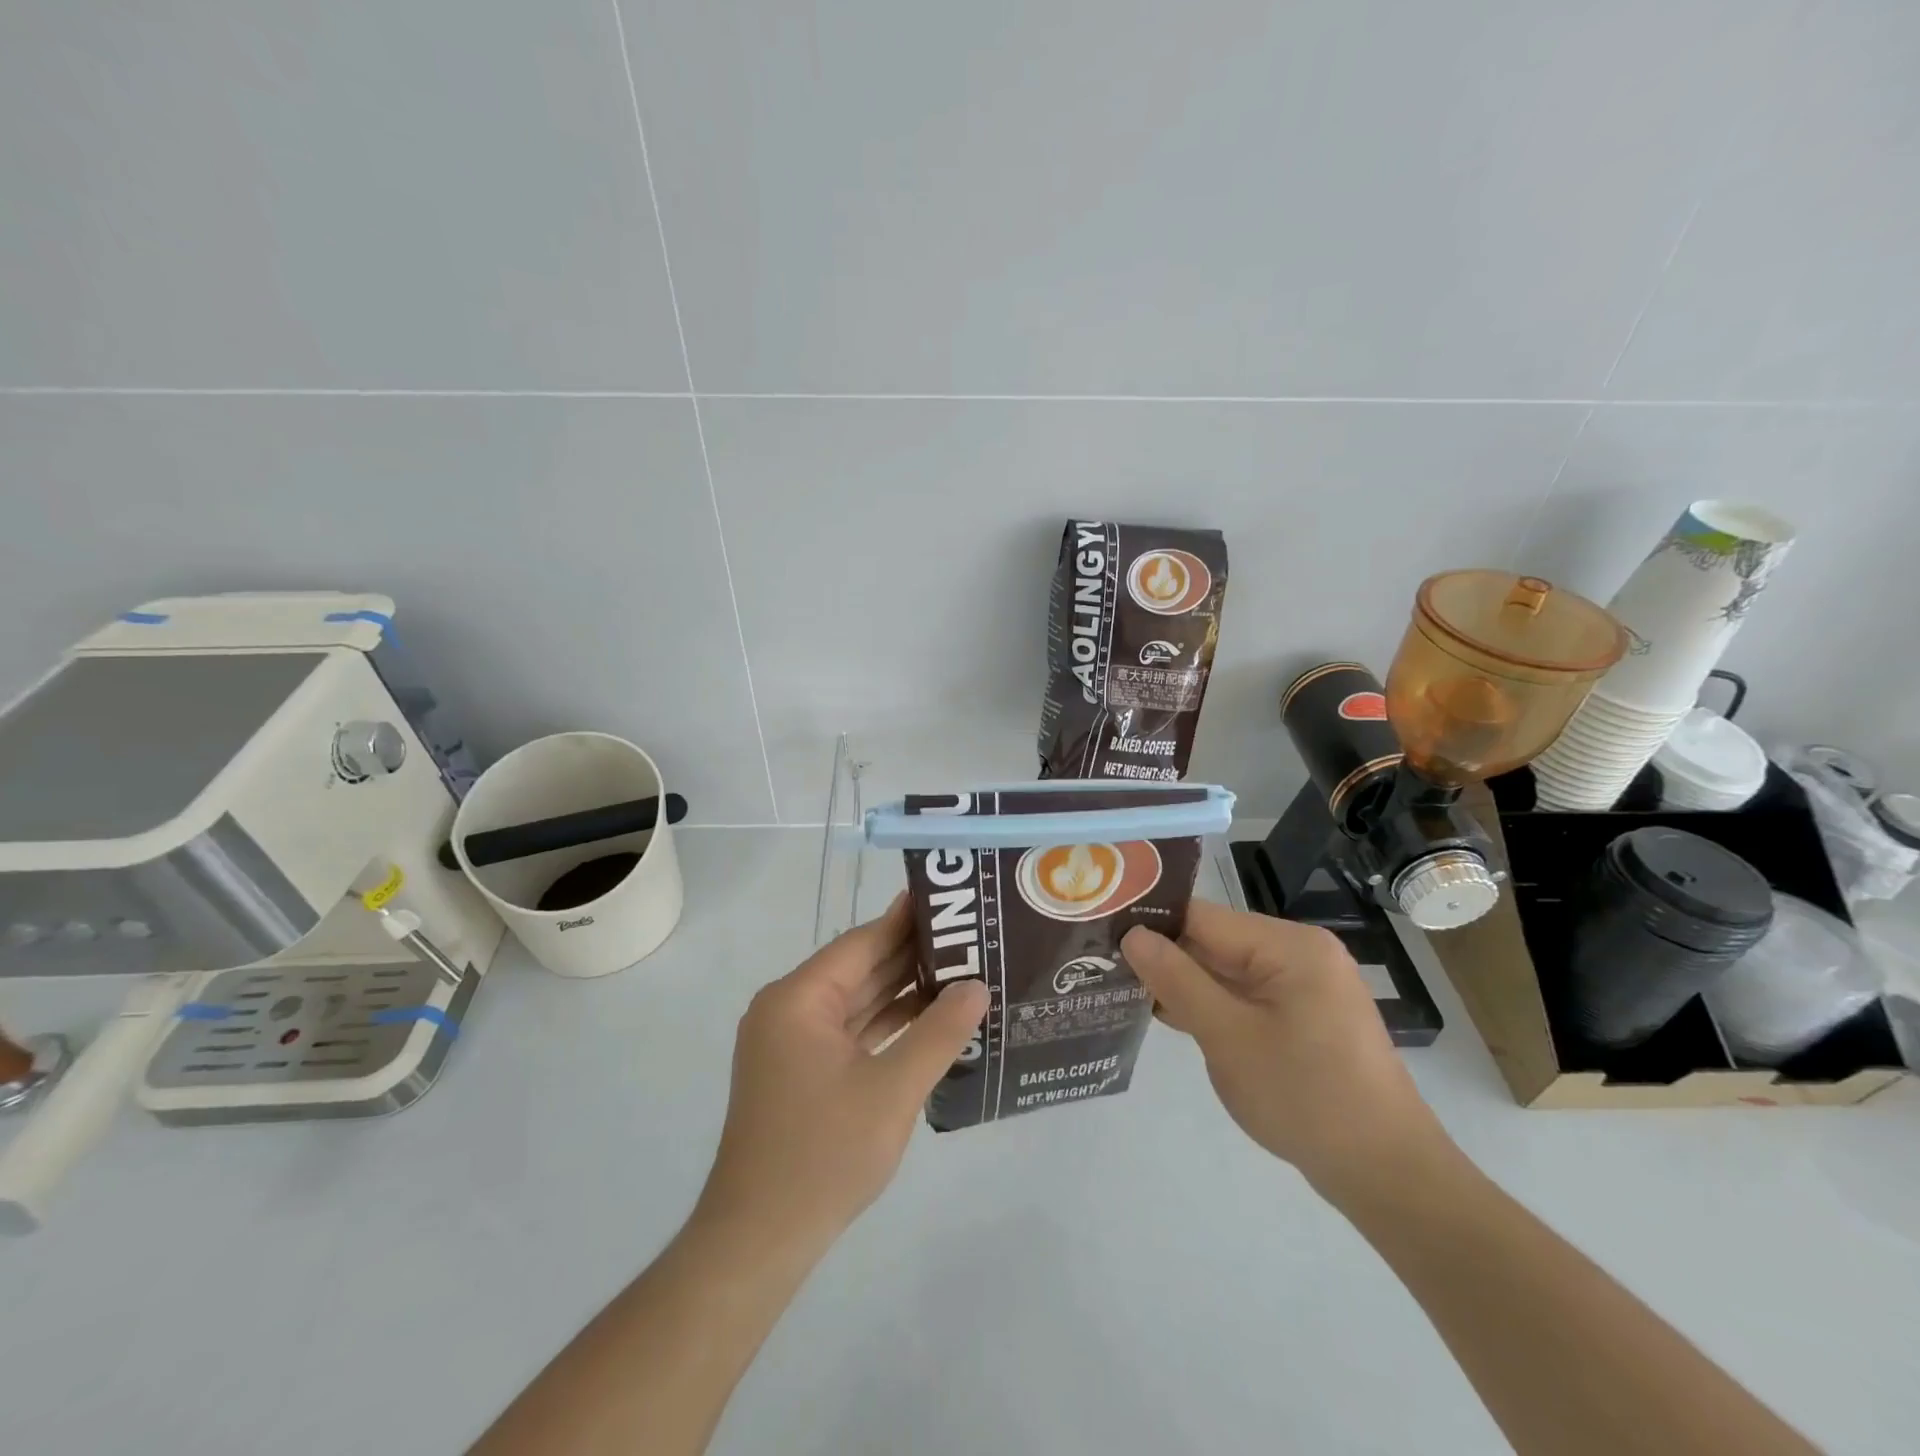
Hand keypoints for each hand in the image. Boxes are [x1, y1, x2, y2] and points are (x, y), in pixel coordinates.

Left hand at [696, 893, 988, 1255]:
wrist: (759, 1241)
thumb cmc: (823, 1155)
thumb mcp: (893, 1090)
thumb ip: (938, 1033)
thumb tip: (977, 986)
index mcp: (798, 999)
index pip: (861, 943)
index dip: (906, 921)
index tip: (949, 901)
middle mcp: (789, 1009)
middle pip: (859, 968)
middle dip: (911, 955)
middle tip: (968, 937)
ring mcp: (792, 1042)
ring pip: (856, 1001)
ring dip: (902, 991)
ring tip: (960, 971)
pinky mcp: (800, 1071)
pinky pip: (850, 1032)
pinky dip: (886, 1024)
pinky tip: (929, 1019)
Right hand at [1122, 903, 1447, 1197]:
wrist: (1387, 1176)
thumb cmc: (1305, 1097)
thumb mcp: (1228, 1037)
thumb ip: (1177, 980)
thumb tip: (1132, 935)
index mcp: (1289, 945)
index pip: (1202, 917)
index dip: (1151, 925)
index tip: (1102, 937)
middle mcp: (1299, 953)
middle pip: (1214, 942)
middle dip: (1165, 958)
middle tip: (1105, 969)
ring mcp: (1304, 987)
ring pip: (1226, 971)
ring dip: (1185, 985)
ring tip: (1124, 991)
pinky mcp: (1304, 1017)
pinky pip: (1246, 996)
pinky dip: (1212, 1006)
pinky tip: (1172, 1018)